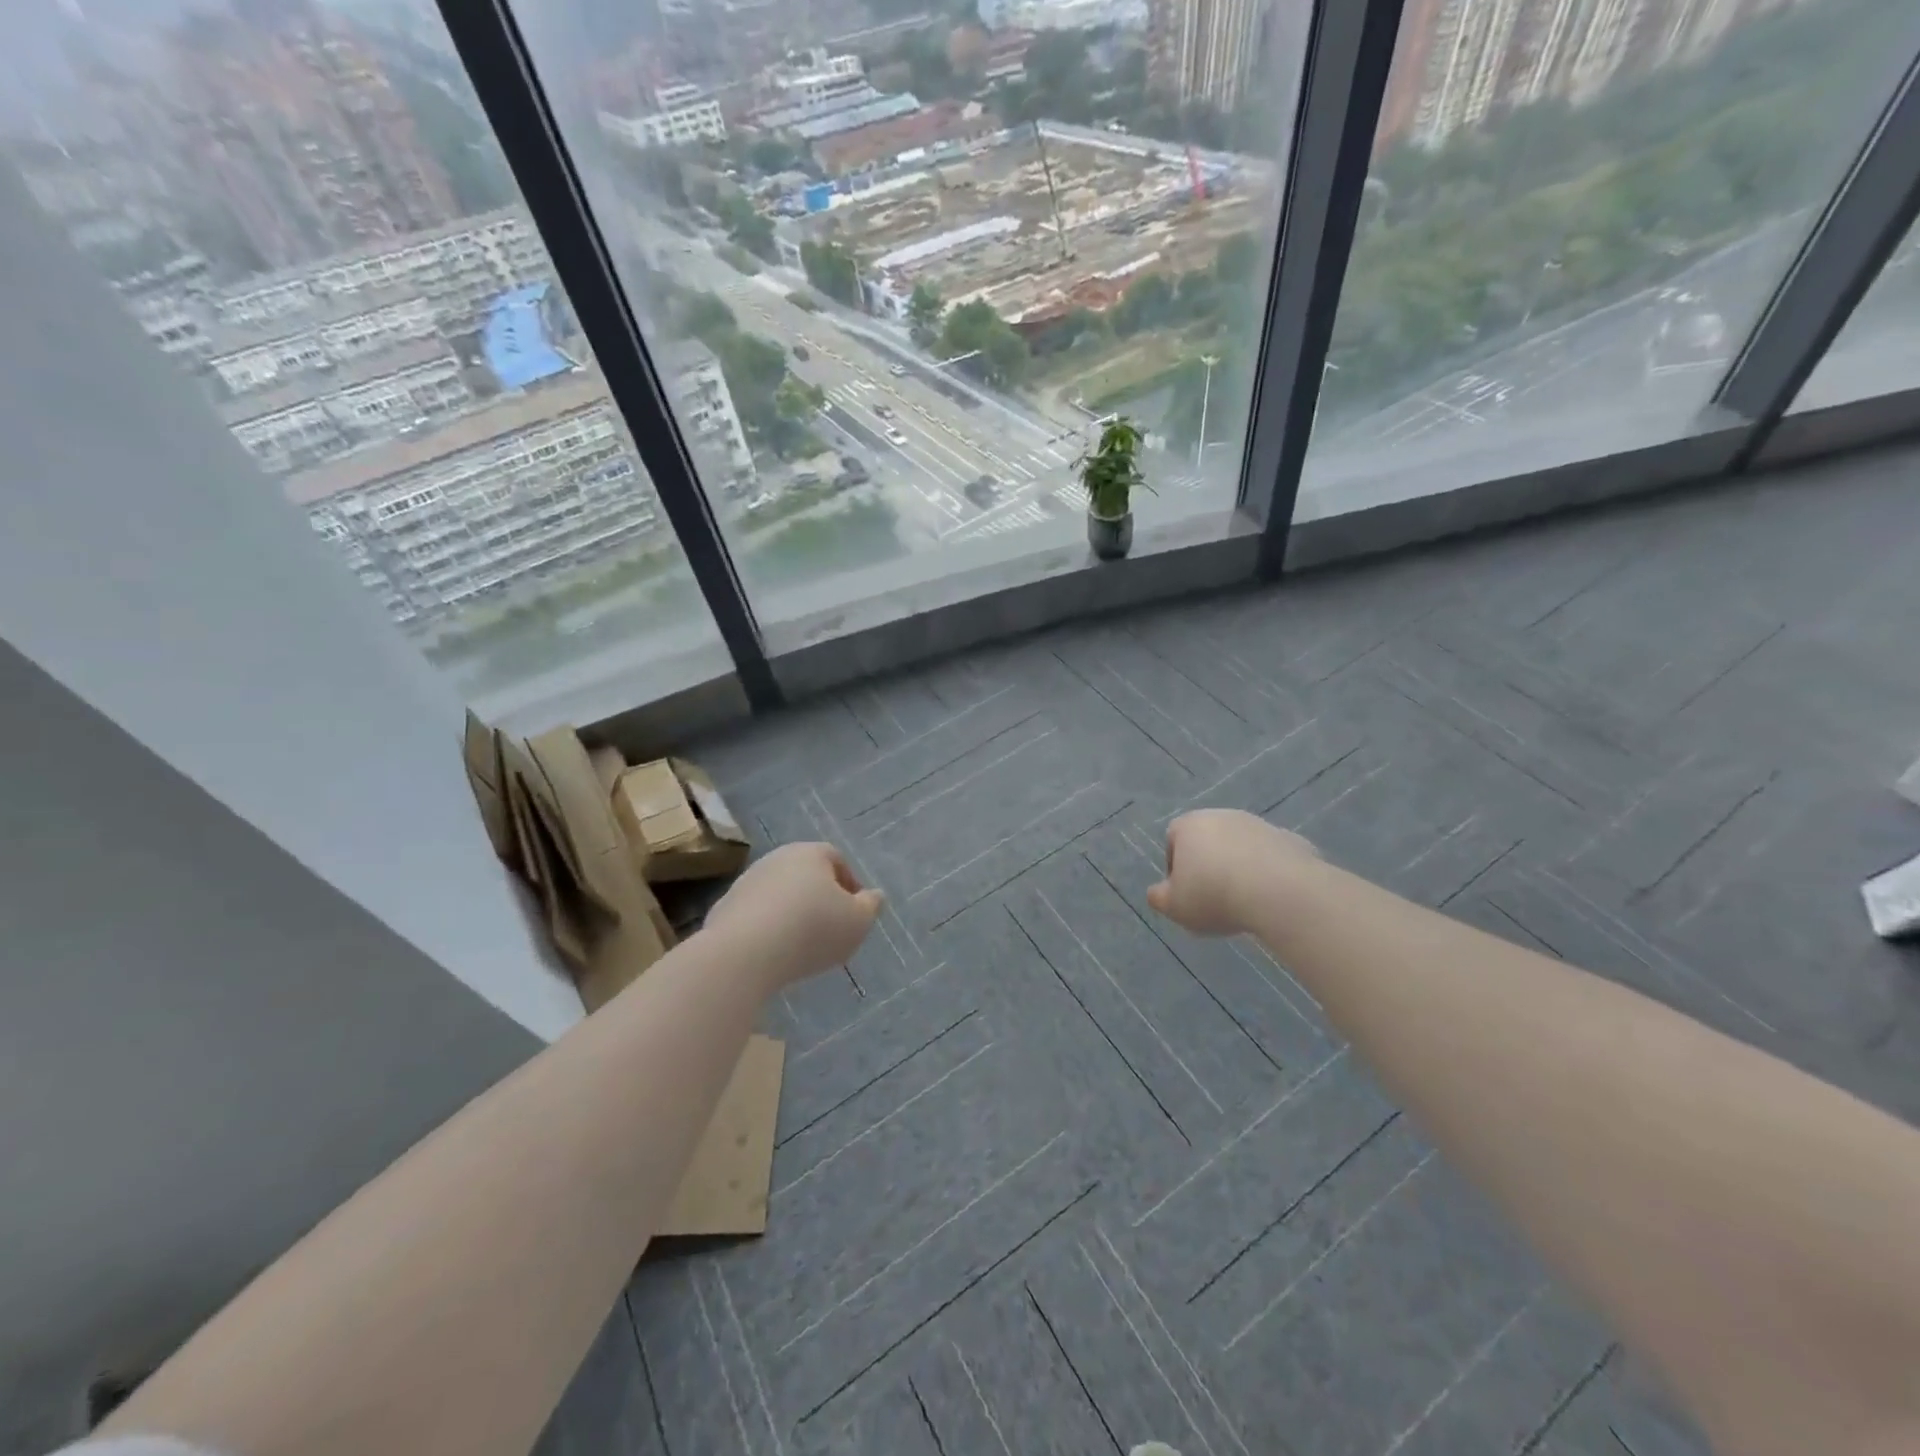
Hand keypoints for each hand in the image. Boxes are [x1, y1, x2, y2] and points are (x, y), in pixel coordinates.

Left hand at [703, 842, 883, 988]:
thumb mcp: (858, 922)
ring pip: (779, 894)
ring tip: (801, 946)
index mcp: (811, 853)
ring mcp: (746, 882)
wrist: (743, 954)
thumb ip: (871, 906)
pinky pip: (755, 916)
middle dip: (819, 898)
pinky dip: (767, 929)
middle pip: (805, 875)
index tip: (855, 912)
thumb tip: (874, 895)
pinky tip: (773, 954)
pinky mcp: (724, 908)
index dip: (849, 884)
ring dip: (792, 913)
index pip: (836, 859)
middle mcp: (776, 859)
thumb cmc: (812, 930)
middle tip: (830, 928)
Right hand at [1146, 809, 1318, 935]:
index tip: (1186, 892)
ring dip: (1240, 867)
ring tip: (1245, 901)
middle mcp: (1222, 816)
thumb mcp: (1174, 906)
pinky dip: (1269, 873)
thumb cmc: (1214, 896)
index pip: (1173, 839)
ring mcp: (1259, 825)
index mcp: (1189, 825)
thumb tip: (1157, 893)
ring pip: (1241, 847)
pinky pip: (1272, 858)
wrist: (1280, 892)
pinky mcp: (1290, 840)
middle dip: (1209, 865)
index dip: (1176, 867)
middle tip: (1214, 898)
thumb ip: (1159, 898)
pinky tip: (1272, 898)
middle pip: (1208, 840)